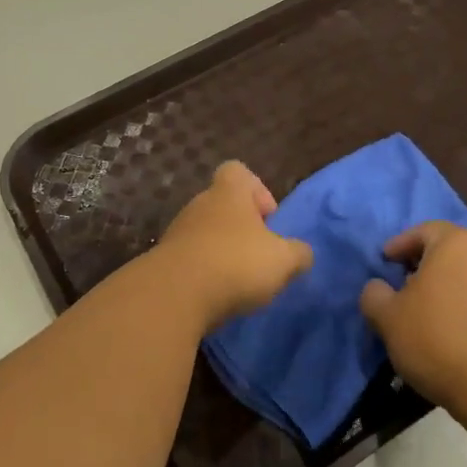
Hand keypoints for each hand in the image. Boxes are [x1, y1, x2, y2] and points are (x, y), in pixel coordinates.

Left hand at [153, 161, 312, 326]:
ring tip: (239, 282)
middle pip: (223, 206)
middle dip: (242, 229)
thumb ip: (299, 253)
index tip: (269, 220)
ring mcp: (178, 231)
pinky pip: (191, 259)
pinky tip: (216, 295)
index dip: (257, 190)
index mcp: (228, 193)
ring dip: (222, 252)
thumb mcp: (283, 260)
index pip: (238, 171)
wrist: (175, 295)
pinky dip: (204, 273)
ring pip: (206, 234)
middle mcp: (200, 204)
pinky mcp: (164, 260)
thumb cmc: (235, 263)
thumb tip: (302, 253)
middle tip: (259, 257)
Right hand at [360, 221, 466, 423]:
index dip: (400, 245)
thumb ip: (374, 294)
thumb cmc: (437, 341)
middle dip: (427, 263)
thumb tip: (379, 287)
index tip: (385, 262)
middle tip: (406, 285)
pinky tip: (459, 326)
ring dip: (452, 283)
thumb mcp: (387, 318)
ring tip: (434, 309)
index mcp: (457, 242)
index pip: (423, 231)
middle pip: (452, 248)